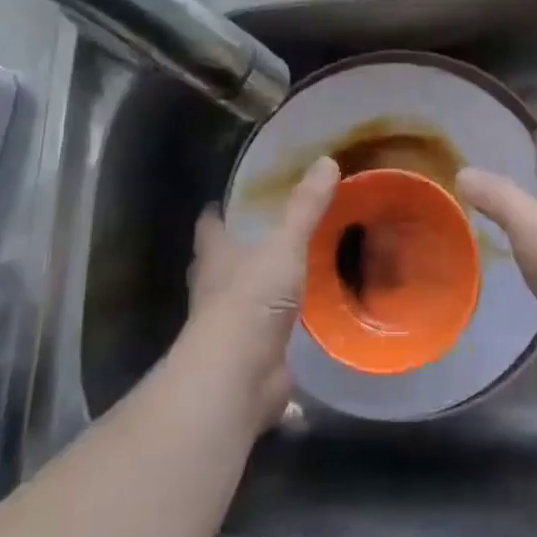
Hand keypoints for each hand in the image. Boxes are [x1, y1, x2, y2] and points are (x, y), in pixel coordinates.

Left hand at [186, 155, 338, 425]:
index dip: (216, 212)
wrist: (238, 375)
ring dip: (256, 288)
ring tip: (285, 272)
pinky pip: (263, 332)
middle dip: (234, 249)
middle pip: (218, 262)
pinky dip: (276, 326)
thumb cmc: (251, 299)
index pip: (209, 225)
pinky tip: (300, 320)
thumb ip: (305, 207)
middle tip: (264, 233)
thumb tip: (327, 160)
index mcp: (215, 255)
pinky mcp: (248, 354)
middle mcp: (214, 287)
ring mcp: (228, 324)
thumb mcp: (284, 245)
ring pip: (239, 298)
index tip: (227, 200)